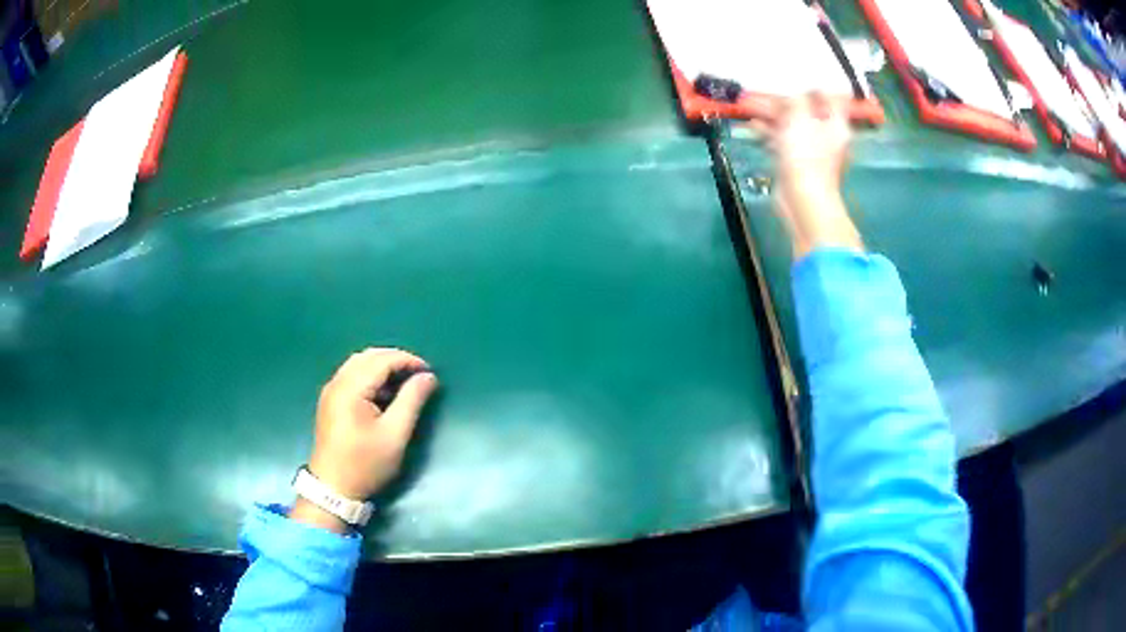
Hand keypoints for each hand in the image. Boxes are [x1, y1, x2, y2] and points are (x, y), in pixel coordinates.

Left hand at [291, 348, 437, 532]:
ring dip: (383, 366)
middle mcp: (337, 382)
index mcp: (350, 388)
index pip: (381, 360)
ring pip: (359, 364)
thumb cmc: (365, 464)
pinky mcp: (330, 401)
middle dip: (395, 359)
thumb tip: (428, 377)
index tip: (429, 373)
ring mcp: (331, 391)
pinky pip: (352, 376)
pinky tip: (385, 393)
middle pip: (368, 356)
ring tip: (405, 382)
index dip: (408, 360)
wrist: (333, 488)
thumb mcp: (395, 435)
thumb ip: (412, 401)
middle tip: (419, 374)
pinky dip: (371, 376)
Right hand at [750, 93, 862, 259]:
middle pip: (806, 109)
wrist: (803, 200)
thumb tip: (790, 93)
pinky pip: (782, 139)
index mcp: (835, 124)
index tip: (795, 78)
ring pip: (791, 123)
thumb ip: (795, 99)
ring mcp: (811, 149)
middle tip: (762, 90)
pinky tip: (753, 124)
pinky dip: (768, 131)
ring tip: (750, 104)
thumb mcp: (800, 116)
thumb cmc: (806, 156)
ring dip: (771, 114)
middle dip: (783, 99)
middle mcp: (826, 135)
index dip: (814, 86)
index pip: (830, 97)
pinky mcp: (796, 161)